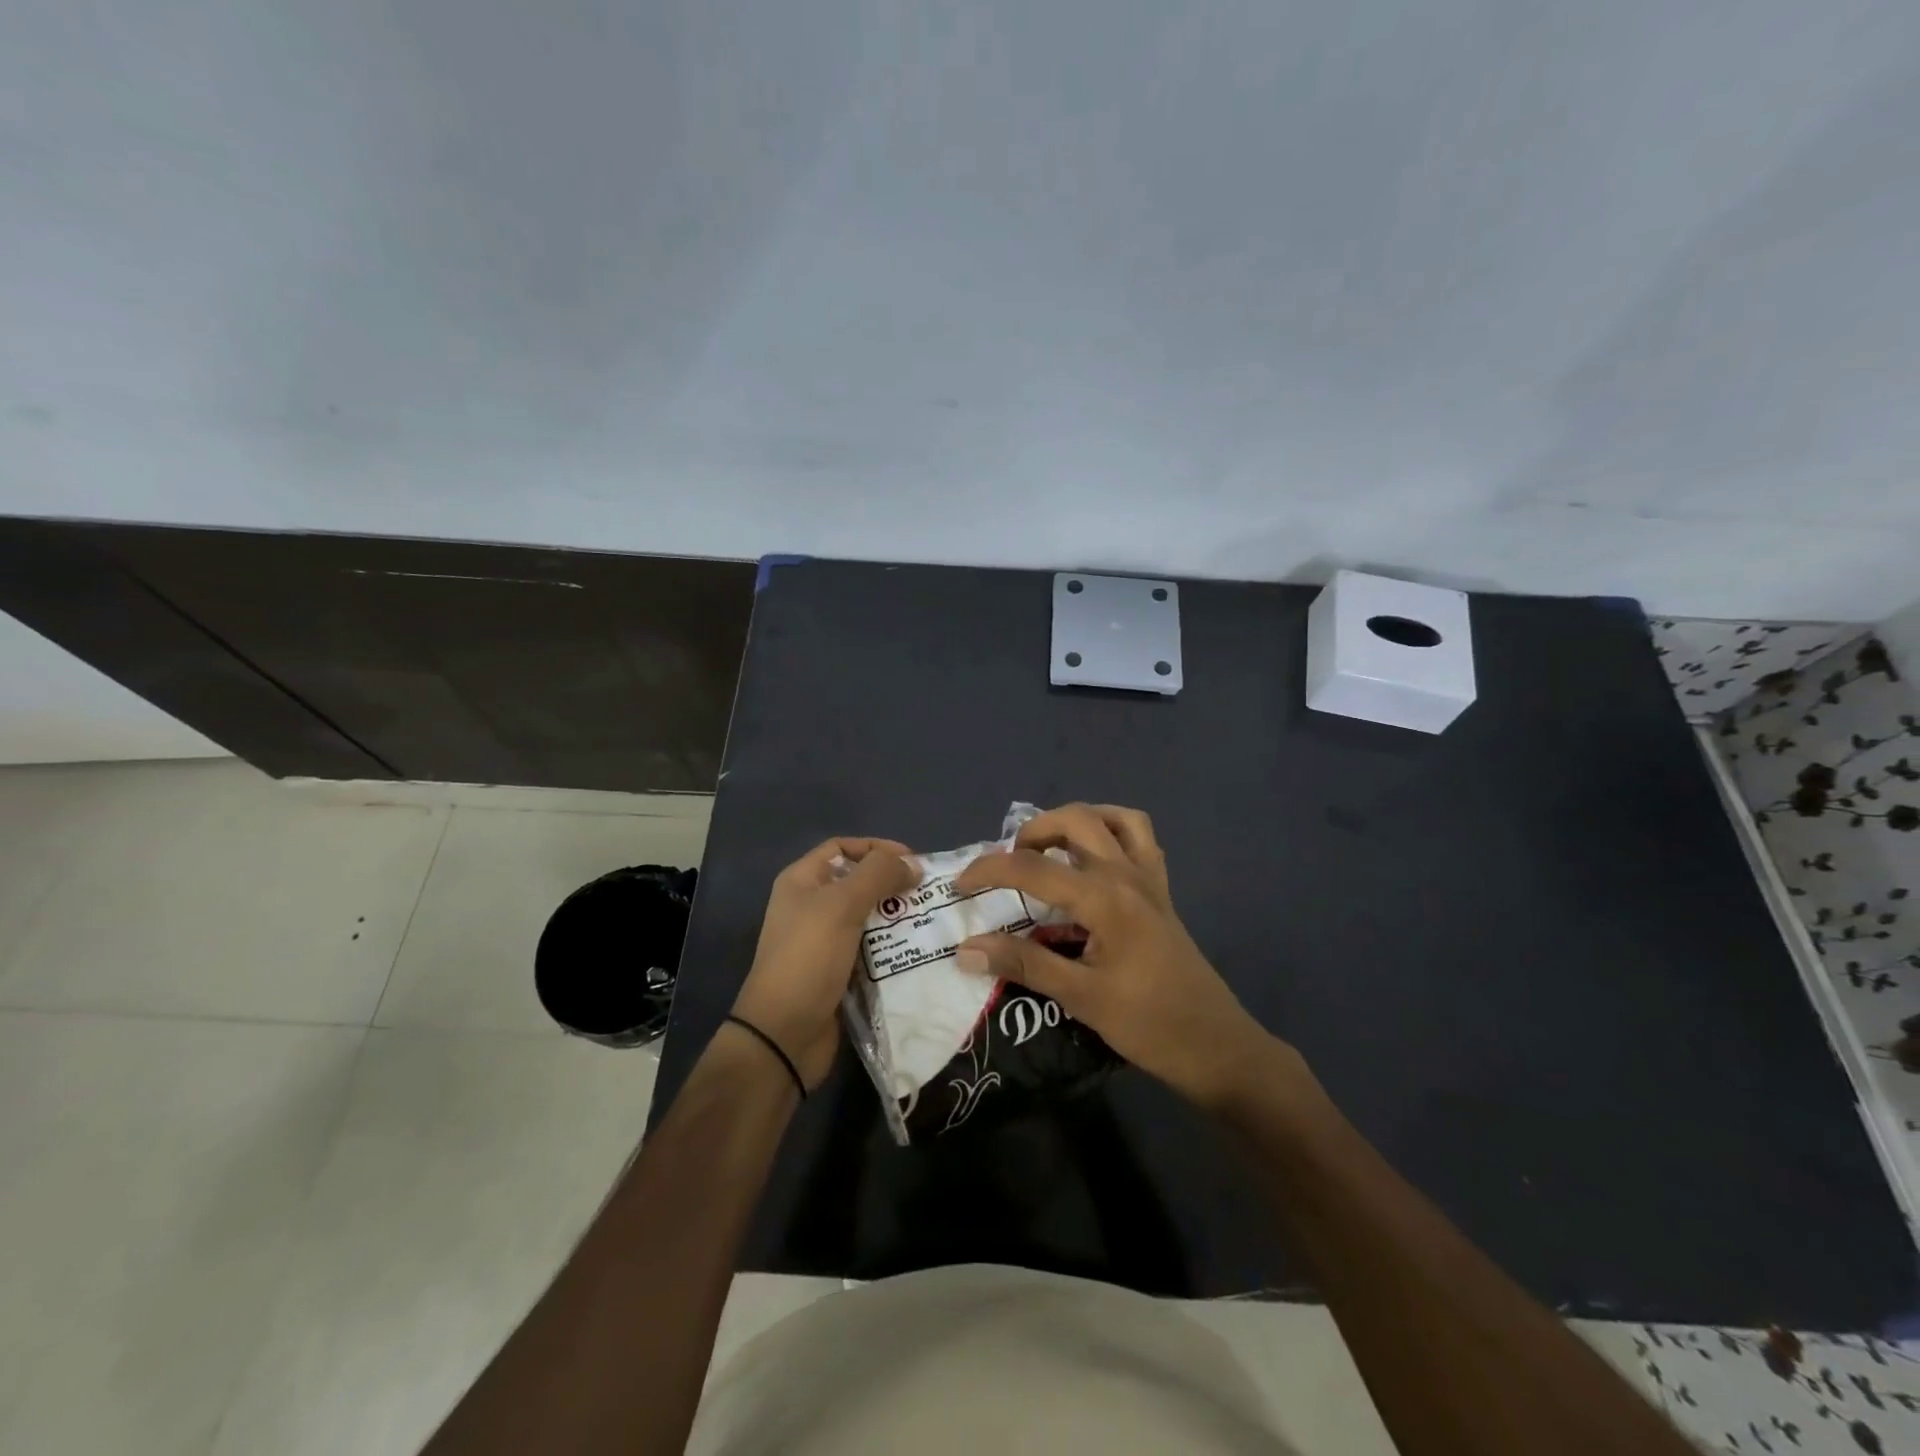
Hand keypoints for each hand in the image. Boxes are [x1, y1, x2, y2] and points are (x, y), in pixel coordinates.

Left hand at [731, 837, 917, 1090]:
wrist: (785, 1035)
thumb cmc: (808, 958)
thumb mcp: (841, 906)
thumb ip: (877, 875)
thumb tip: (912, 863)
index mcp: (802, 882)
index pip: (842, 847)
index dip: (876, 848)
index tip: (912, 860)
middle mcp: (811, 906)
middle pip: (858, 882)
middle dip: (892, 884)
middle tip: (929, 892)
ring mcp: (825, 941)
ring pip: (869, 917)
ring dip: (897, 917)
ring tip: (931, 919)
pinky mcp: (839, 971)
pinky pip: (871, 949)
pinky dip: (893, 947)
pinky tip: (919, 949)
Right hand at [953, 803, 1279, 1110]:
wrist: (1216, 1046)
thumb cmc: (1149, 1025)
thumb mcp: (1081, 998)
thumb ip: (1023, 965)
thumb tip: (966, 949)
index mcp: (1105, 898)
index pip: (1034, 868)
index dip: (990, 870)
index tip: (960, 885)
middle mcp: (1128, 874)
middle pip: (1076, 820)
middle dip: (1034, 830)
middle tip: (1008, 861)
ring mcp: (1150, 879)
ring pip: (1114, 818)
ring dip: (1075, 822)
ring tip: (1049, 849)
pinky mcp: (1162, 891)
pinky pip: (1140, 839)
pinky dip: (1112, 832)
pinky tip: (1093, 861)